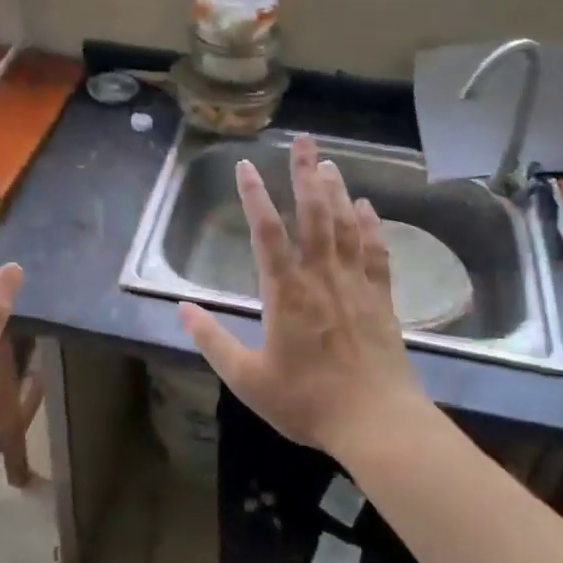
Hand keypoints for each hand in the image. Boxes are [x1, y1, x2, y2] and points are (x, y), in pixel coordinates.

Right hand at [178, 134, 430, 458]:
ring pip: (346, 226)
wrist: (376, 422)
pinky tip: (367, 207)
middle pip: (313, 214)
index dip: (254, 196)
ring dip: (337, 191)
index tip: (245, 165)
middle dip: (305, 174)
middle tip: (303, 141)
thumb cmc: (307, 401)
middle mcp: (321, 277)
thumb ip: (212, 341)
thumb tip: (181, 310)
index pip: (267, 232)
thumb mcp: (247, 379)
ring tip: (328, 163)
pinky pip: (376, 252)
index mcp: (286, 292)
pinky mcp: (380, 298)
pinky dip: (371, 226)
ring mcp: (355, 284)